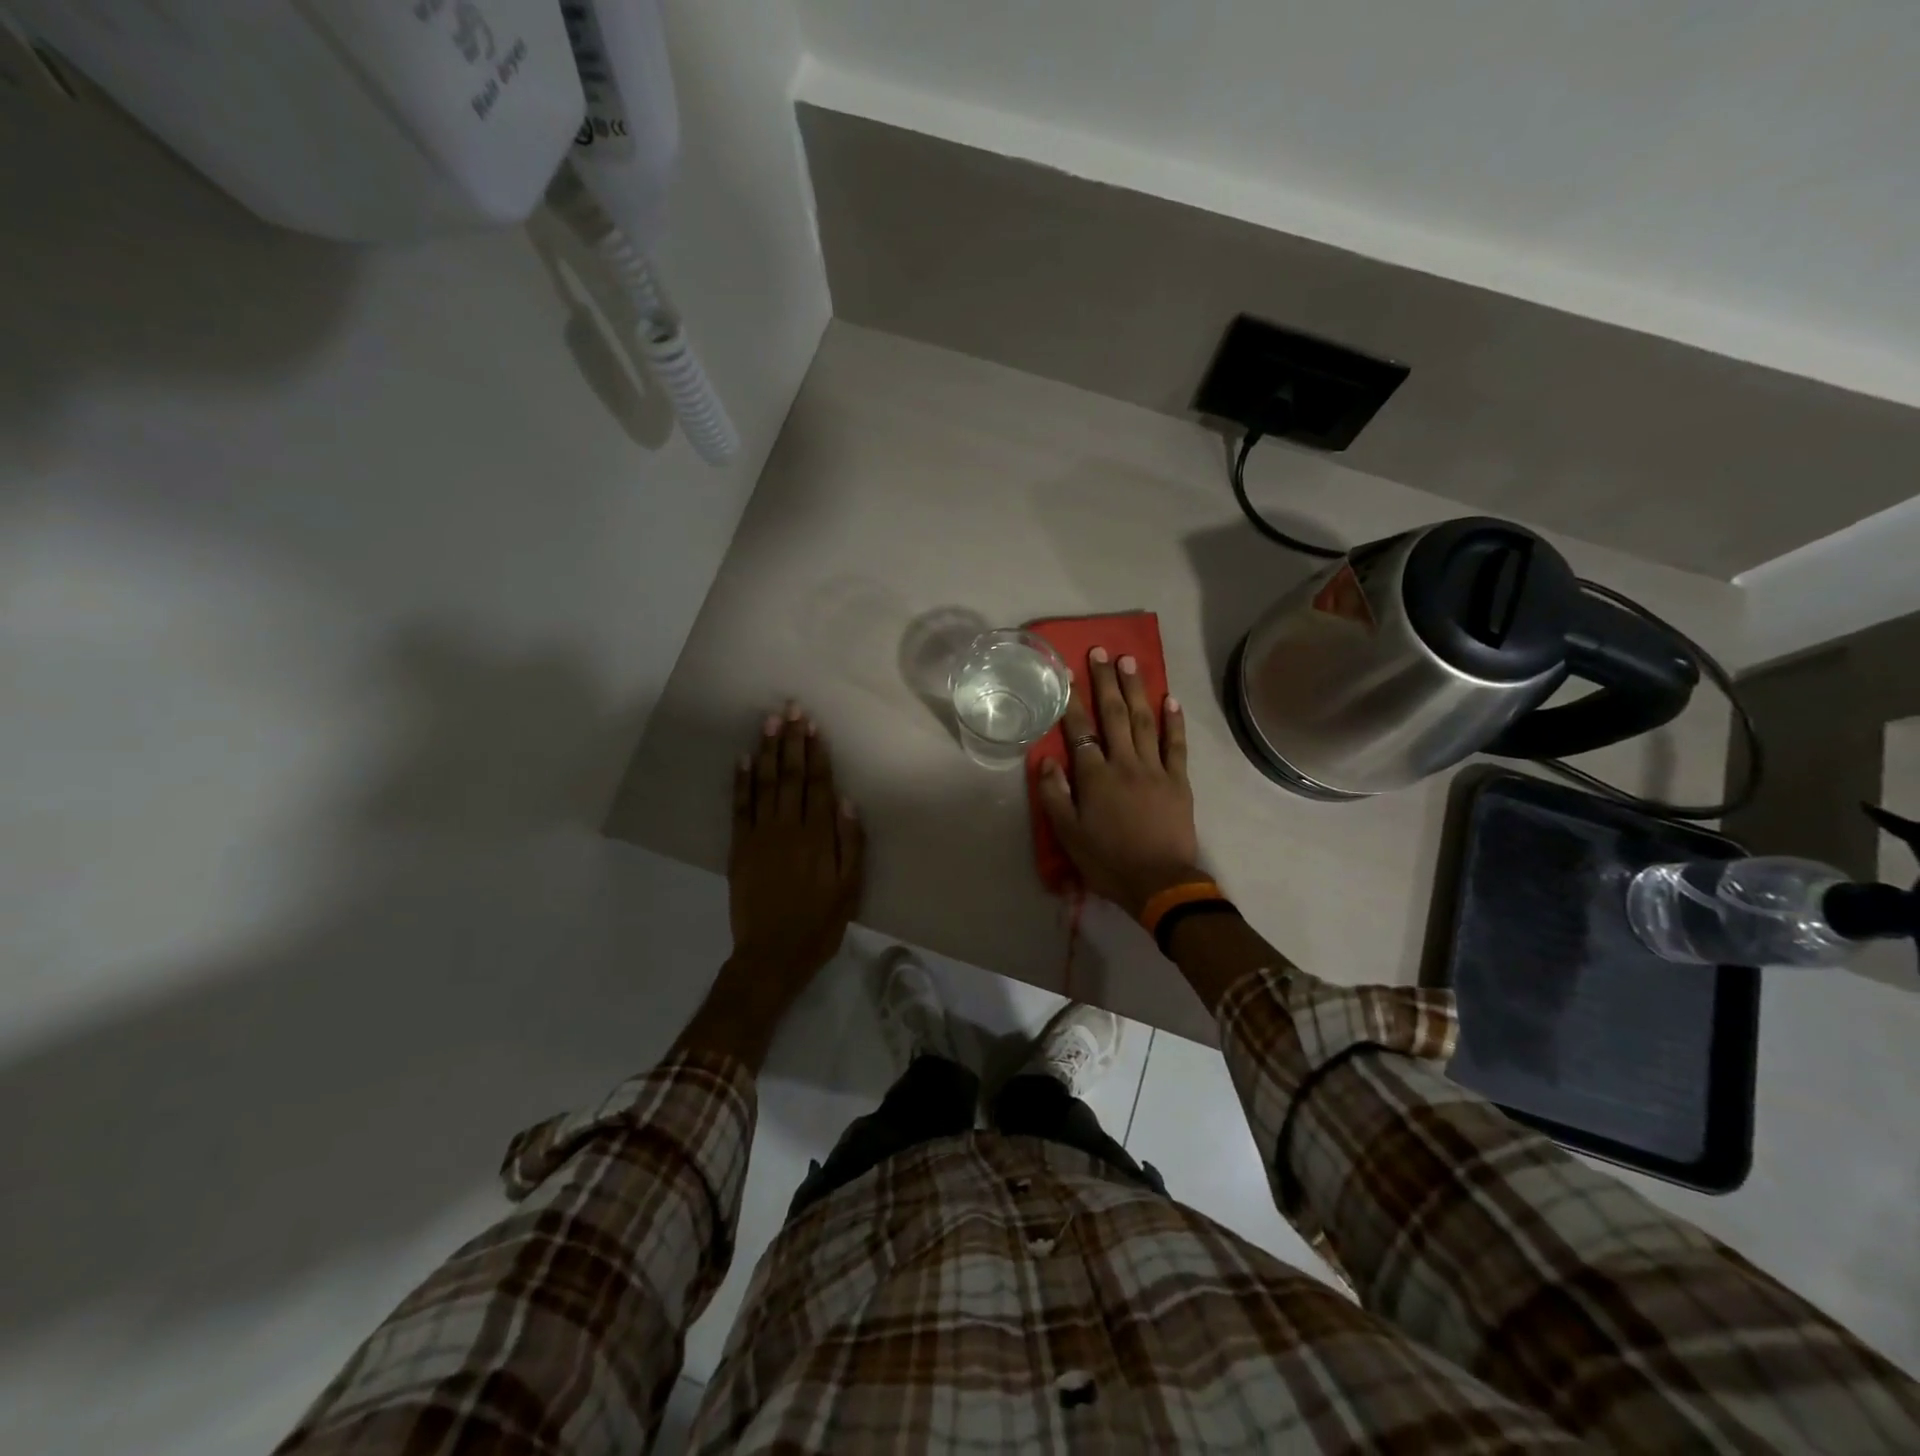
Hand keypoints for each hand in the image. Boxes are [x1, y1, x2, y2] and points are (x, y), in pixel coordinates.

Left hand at [728, 703, 865, 995]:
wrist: (771, 956)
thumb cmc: (818, 924)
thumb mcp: (850, 890)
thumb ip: (851, 844)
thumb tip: (848, 802)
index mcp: (818, 837)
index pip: (818, 785)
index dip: (816, 753)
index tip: (813, 726)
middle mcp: (788, 828)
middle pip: (790, 776)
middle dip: (791, 740)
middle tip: (790, 709)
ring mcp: (760, 836)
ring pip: (764, 784)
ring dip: (766, 751)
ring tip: (769, 722)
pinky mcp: (739, 848)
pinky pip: (739, 808)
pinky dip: (740, 782)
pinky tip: (742, 759)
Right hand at [1037, 648, 1201, 916]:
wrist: (1159, 883)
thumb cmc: (1107, 860)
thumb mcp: (1068, 834)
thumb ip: (1055, 795)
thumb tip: (1047, 761)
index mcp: (1095, 776)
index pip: (1081, 730)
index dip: (1073, 700)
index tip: (1068, 673)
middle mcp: (1125, 763)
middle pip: (1115, 715)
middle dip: (1106, 682)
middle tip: (1102, 652)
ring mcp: (1155, 769)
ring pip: (1145, 721)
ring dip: (1137, 690)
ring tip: (1130, 662)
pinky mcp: (1178, 781)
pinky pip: (1176, 745)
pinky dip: (1174, 721)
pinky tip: (1170, 699)